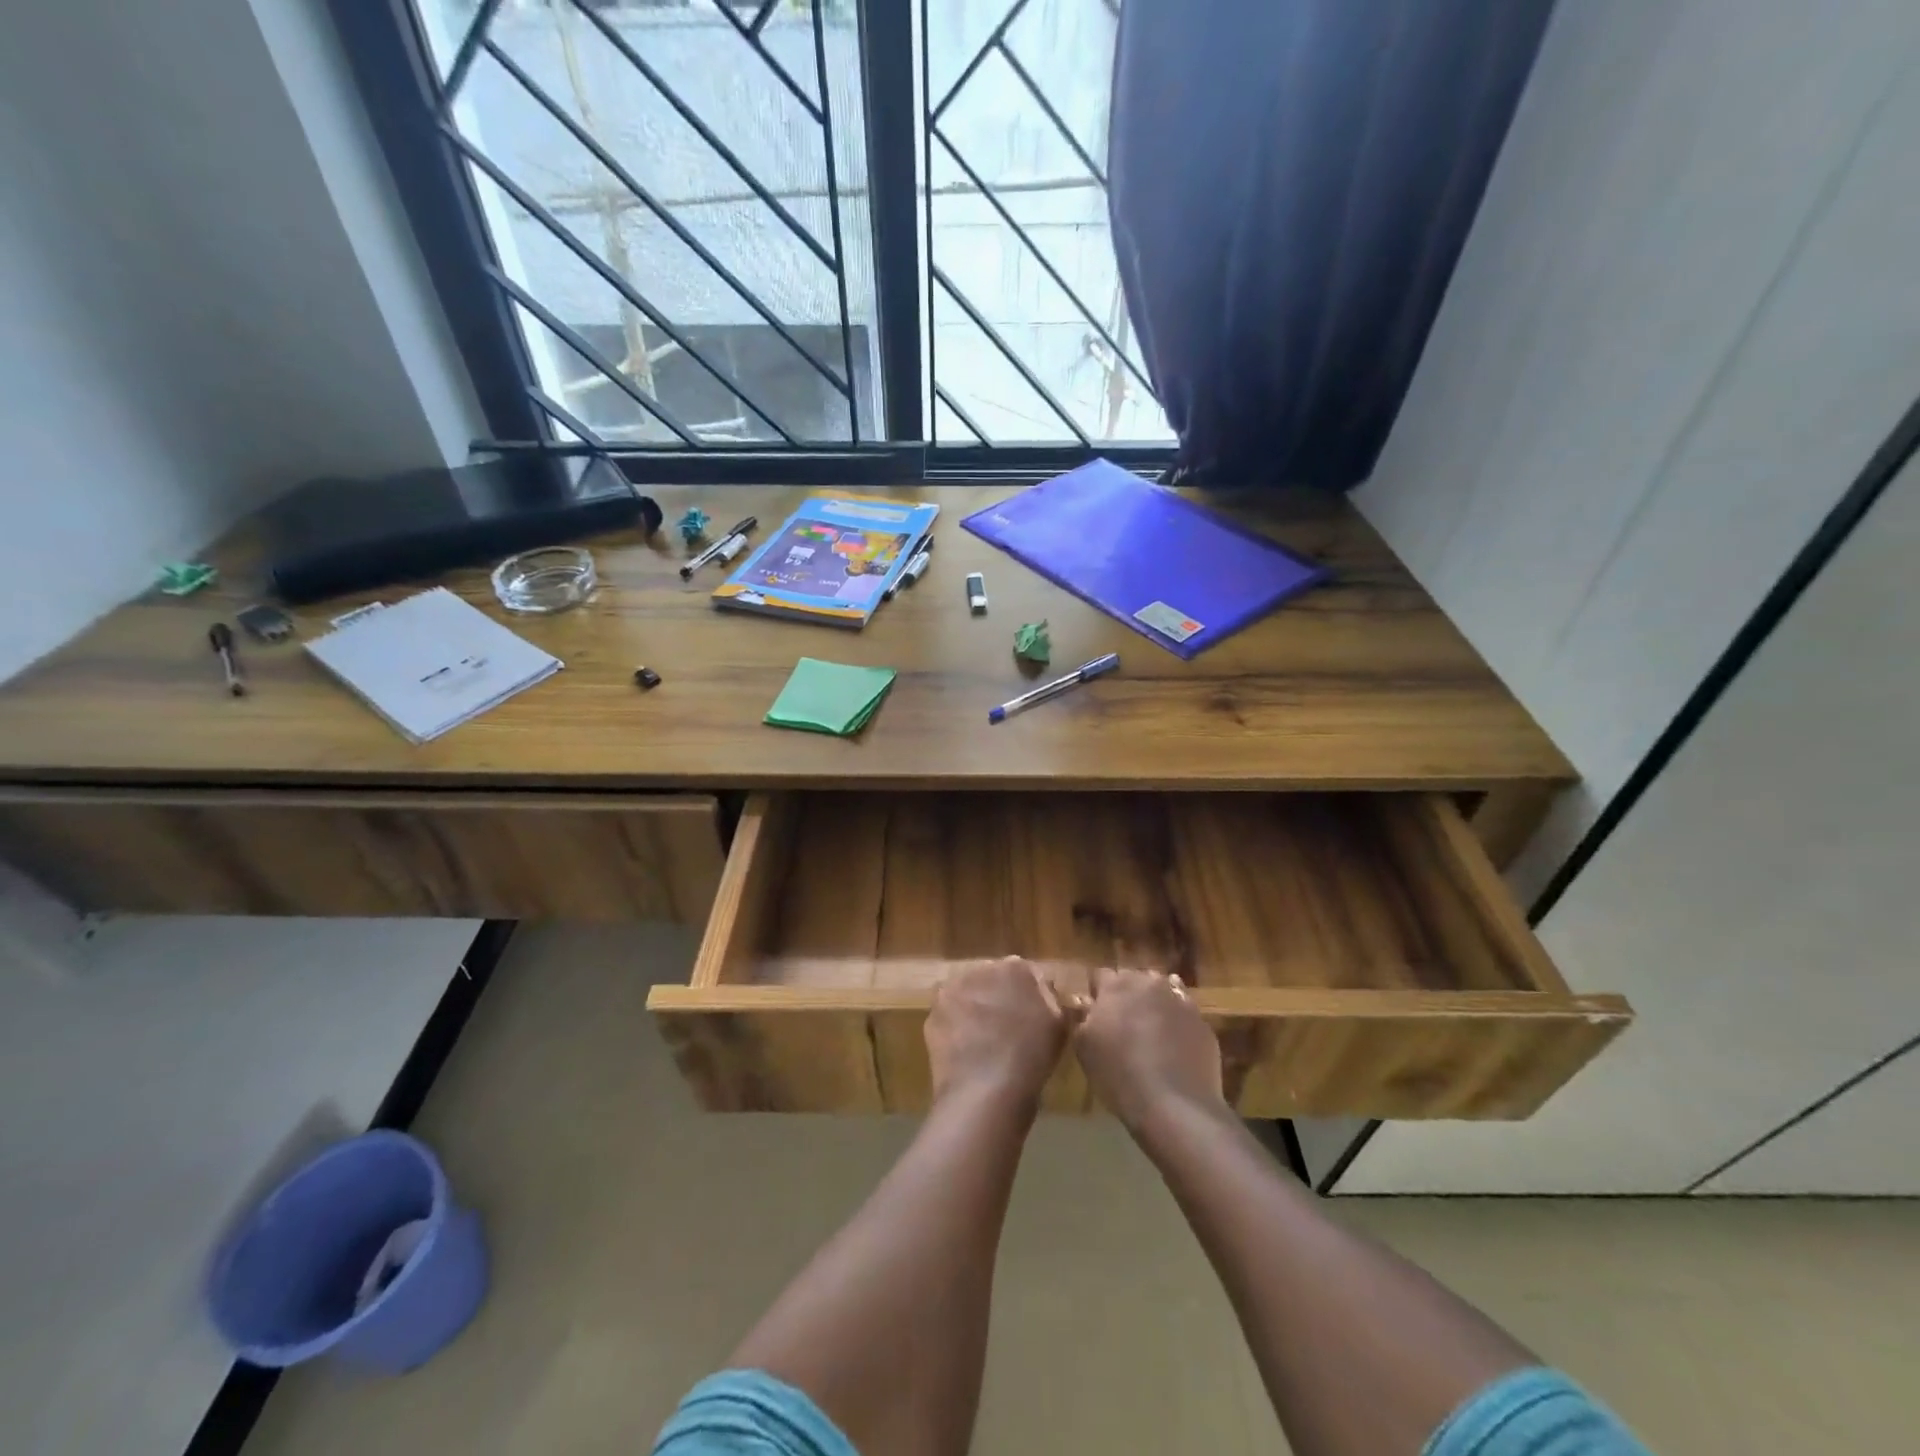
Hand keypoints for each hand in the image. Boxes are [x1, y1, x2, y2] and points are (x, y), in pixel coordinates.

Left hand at [925, 957, 1067, 1113]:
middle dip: (999, 997)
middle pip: (992, 980)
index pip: (1025, 974)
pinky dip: (956, 1029)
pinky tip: (966, 1051)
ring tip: (985, 1041)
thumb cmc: (1031, 1056)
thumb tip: (1046, 991)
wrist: (986, 1090)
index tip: (1034, 1017)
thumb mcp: (1060, 1026)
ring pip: (967, 996)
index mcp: (1015, 967)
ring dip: (974, 1010)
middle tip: (1008, 1028)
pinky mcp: (932, 1015)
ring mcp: (952, 991)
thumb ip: (1053, 1000)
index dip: (1030, 996)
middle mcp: (980, 969)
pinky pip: (949, 1018)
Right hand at [1073, 967, 1223, 1132]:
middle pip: (1133, 979)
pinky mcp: (1201, 1022)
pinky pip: (1184, 1013)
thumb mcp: (1084, 1048)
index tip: (1094, 1012)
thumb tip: (1086, 1004)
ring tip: (1149, 1030)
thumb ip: (1082, 1018)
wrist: (1175, 1105)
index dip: (1097, 992)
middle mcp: (1149, 984)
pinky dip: (1176, 1021)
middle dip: (1126, 994)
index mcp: (1116, 986)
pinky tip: (1172, 1044)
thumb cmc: (1119, 1074)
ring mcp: (1179, 1001)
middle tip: (1121, 1021)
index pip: (1101, 975)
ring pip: (1161, 991)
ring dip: (1153, 1003)